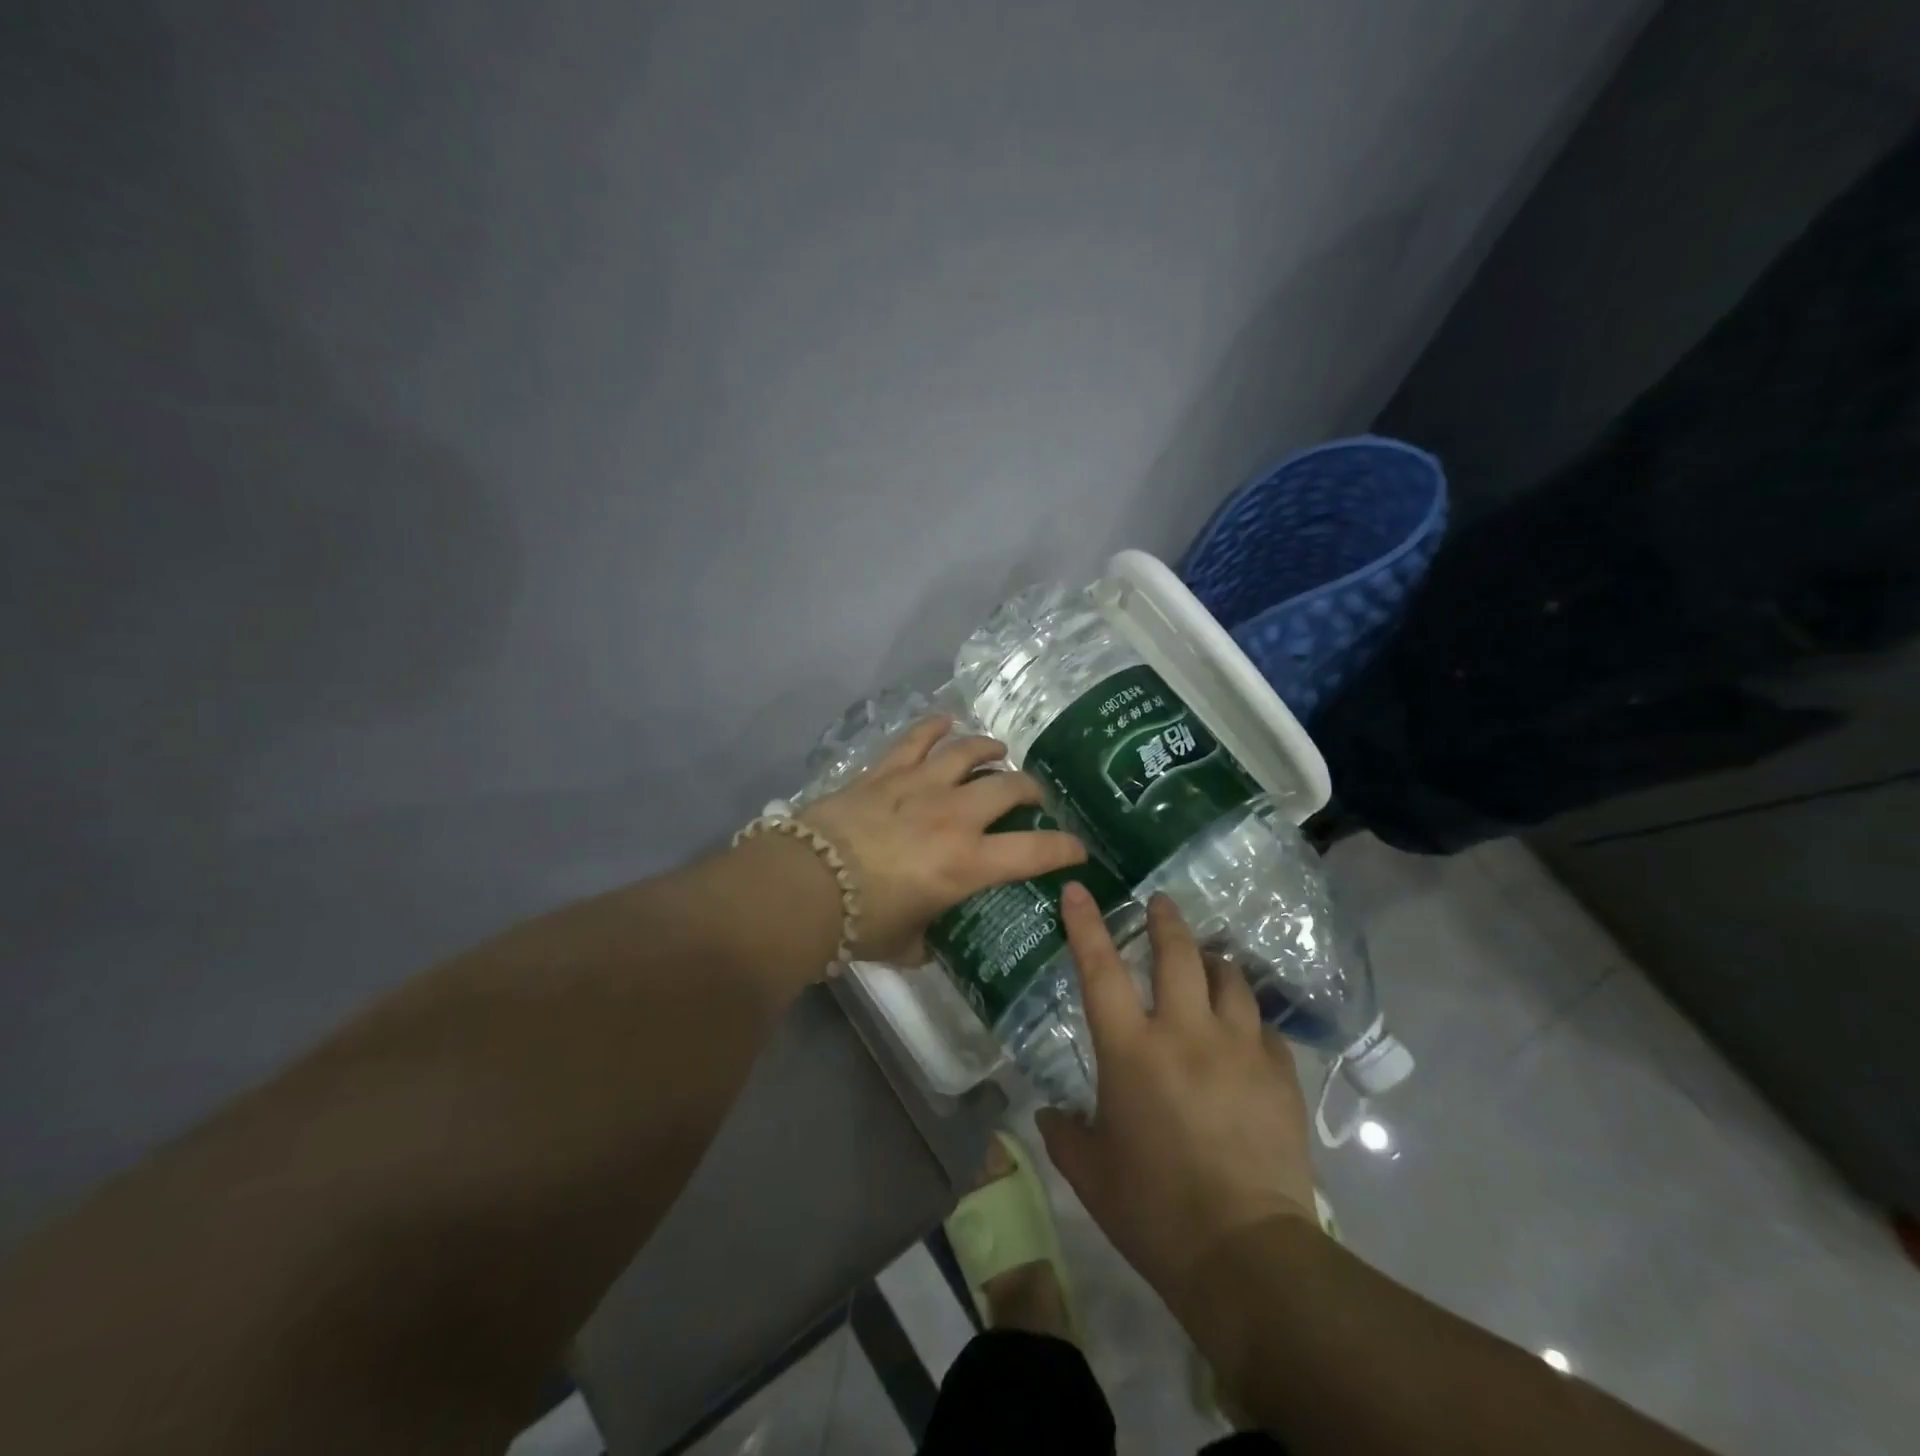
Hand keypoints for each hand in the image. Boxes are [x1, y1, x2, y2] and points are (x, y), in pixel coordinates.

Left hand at [798, 716, 1087, 962]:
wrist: (802, 886)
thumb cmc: (859, 924)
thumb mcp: (906, 943)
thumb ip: (928, 939)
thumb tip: (930, 940)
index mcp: (968, 863)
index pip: (1037, 850)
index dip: (1066, 848)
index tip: (1078, 850)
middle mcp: (954, 816)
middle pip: (1009, 786)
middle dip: (1030, 789)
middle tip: (1032, 796)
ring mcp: (919, 785)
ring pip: (968, 751)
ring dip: (989, 748)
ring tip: (997, 752)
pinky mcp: (885, 772)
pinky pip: (916, 738)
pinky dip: (934, 727)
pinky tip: (945, 722)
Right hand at [1036, 884, 1320, 1314]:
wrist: (1246, 1254)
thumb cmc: (1153, 1210)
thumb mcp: (1090, 1173)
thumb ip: (1063, 1134)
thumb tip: (1048, 1114)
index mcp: (1131, 1050)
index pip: (1101, 969)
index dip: (1086, 924)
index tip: (1079, 889)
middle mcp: (1185, 1033)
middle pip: (1178, 954)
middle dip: (1166, 921)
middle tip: (1161, 904)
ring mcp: (1238, 1049)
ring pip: (1230, 980)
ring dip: (1214, 963)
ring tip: (1208, 961)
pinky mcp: (1279, 1075)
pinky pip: (1264, 1028)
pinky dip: (1249, 1020)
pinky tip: (1245, 1031)